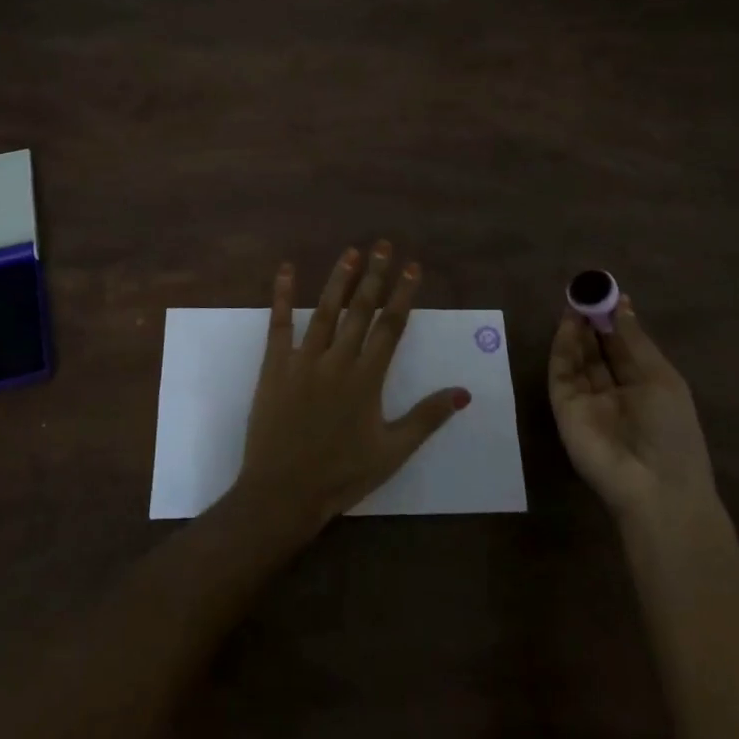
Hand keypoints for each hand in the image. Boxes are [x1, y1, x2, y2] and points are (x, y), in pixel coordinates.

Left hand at [232, 242, 470, 537]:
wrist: (283, 493)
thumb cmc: (341, 475)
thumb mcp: (392, 452)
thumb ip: (427, 418)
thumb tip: (464, 392)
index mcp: (367, 379)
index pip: (390, 327)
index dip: (403, 295)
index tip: (412, 267)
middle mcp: (338, 361)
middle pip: (360, 310)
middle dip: (375, 276)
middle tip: (384, 245)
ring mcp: (304, 360)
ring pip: (325, 311)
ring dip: (339, 279)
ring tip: (351, 251)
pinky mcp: (275, 365)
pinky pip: (279, 324)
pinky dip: (283, 295)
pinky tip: (287, 270)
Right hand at [549, 295, 716, 531]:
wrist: (654, 488)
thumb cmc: (671, 432)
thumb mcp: (661, 379)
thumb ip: (635, 341)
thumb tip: (623, 303)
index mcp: (643, 386)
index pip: (624, 346)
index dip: (615, 319)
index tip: (607, 292)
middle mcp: (613, 391)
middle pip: (598, 348)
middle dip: (592, 320)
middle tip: (586, 291)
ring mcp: (587, 399)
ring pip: (578, 356)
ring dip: (577, 329)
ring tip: (577, 300)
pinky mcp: (564, 406)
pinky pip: (562, 370)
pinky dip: (563, 346)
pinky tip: (570, 324)